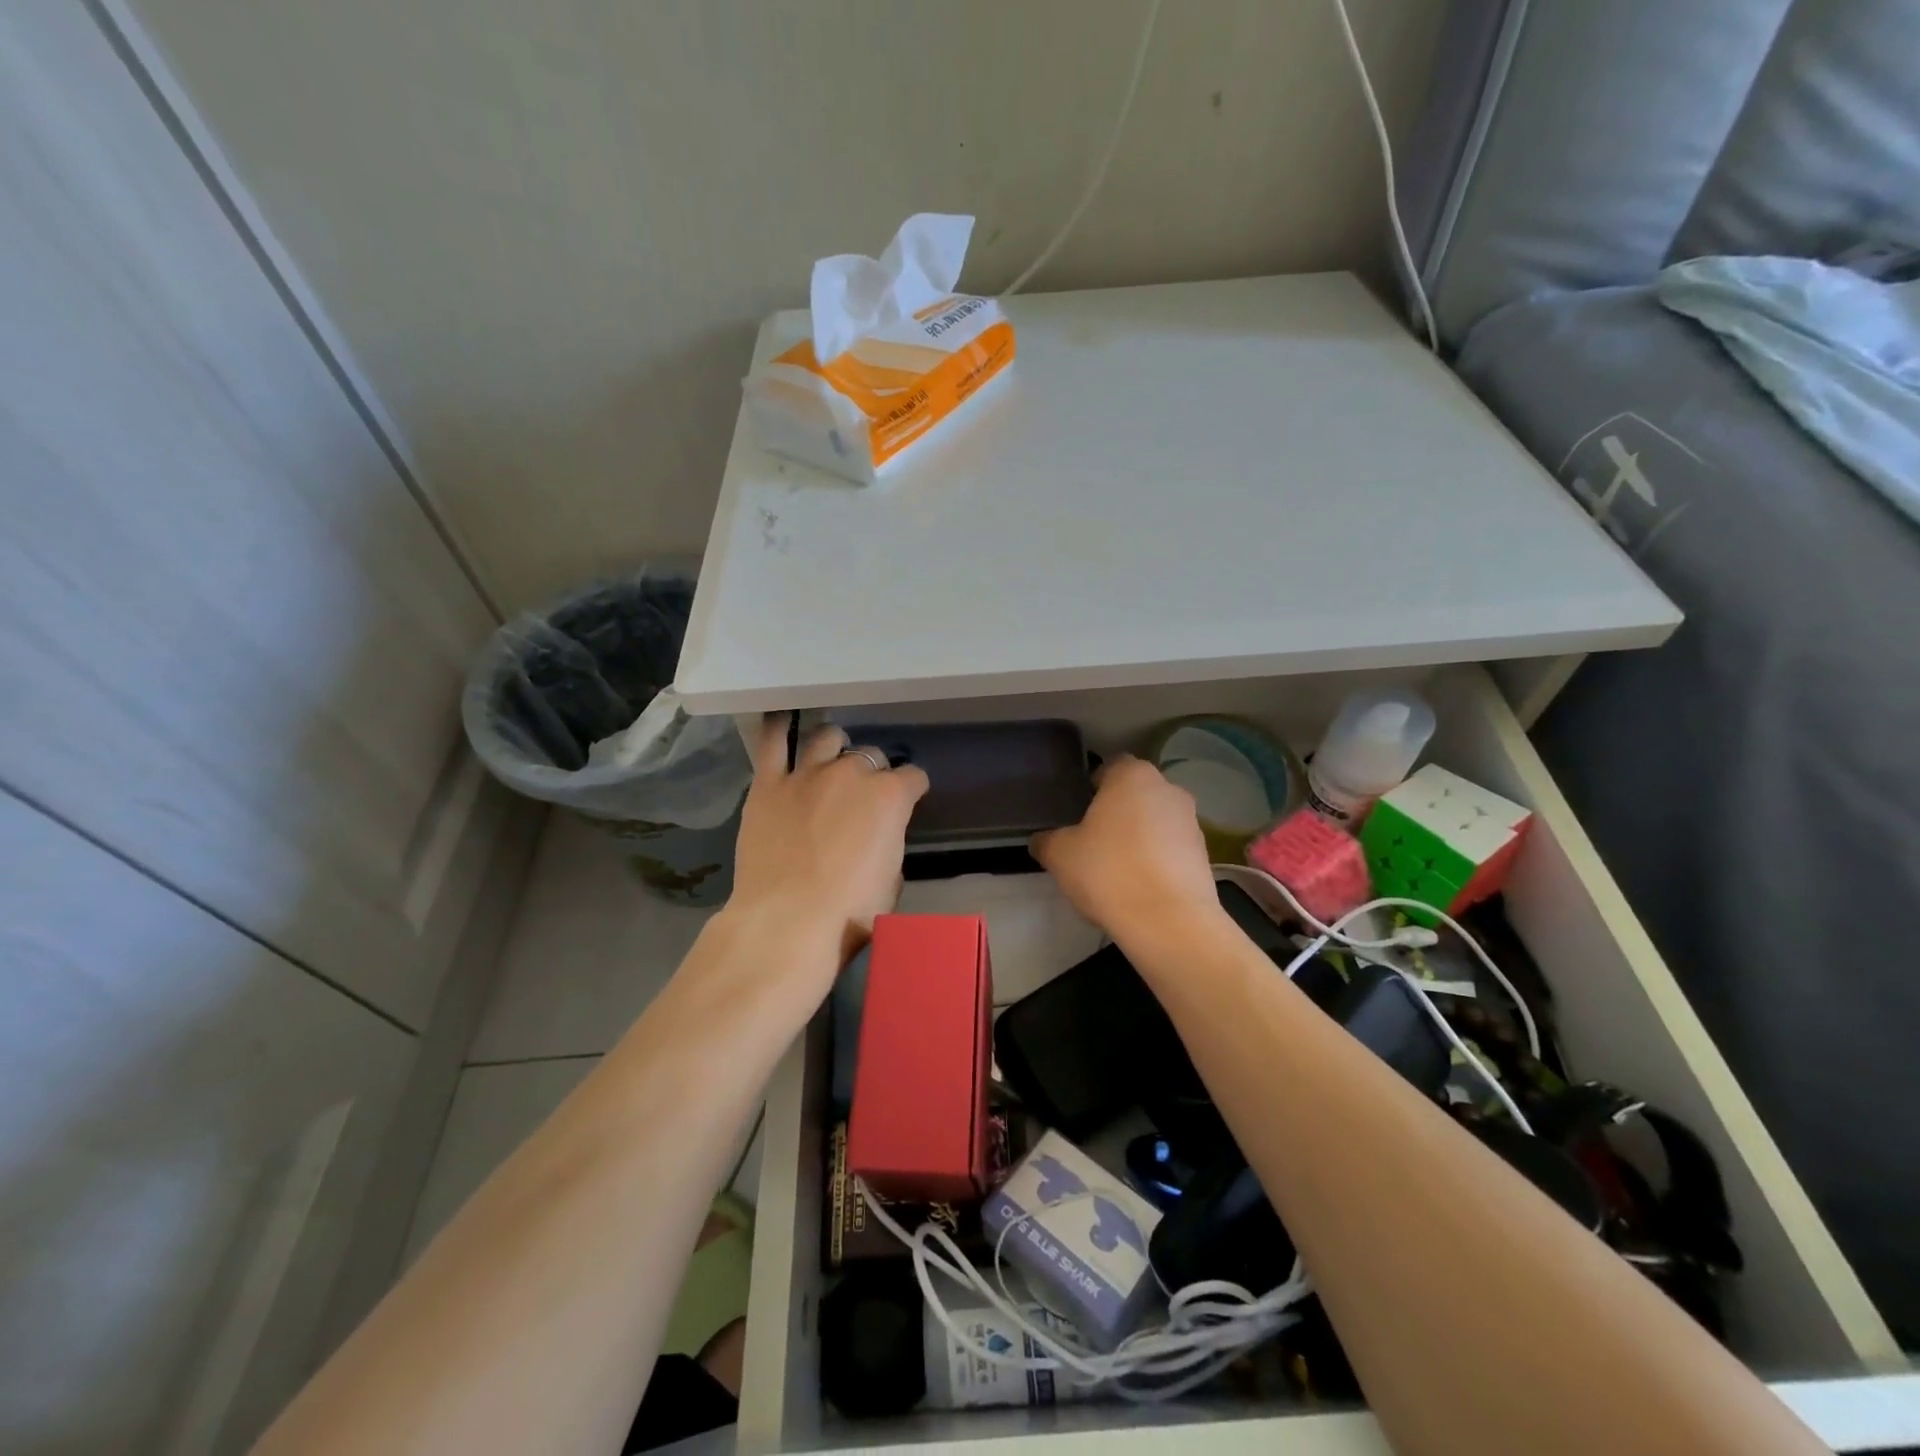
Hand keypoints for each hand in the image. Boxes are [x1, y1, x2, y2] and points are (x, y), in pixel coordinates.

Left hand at [728, 717, 929, 979]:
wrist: (789, 921)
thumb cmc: (851, 912)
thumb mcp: (892, 878)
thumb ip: (889, 841)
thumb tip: (877, 834)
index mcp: (890, 796)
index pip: (913, 777)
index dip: (912, 790)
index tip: (908, 801)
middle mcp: (852, 773)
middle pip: (871, 755)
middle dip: (872, 772)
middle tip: (862, 795)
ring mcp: (808, 774)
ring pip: (827, 738)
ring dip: (835, 748)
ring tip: (829, 762)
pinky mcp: (768, 783)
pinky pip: (772, 742)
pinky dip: (778, 728)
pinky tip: (781, 722)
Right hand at [1031, 755, 1220, 949]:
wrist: (1169, 922)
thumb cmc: (1109, 871)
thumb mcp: (1060, 855)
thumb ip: (1046, 840)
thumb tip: (1041, 840)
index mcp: (1132, 776)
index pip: (1109, 767)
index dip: (1091, 787)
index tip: (1077, 813)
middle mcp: (1167, 789)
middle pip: (1135, 794)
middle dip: (1116, 813)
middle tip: (1092, 841)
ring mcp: (1192, 822)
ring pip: (1155, 822)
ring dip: (1139, 838)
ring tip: (1116, 870)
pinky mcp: (1204, 855)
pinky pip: (1171, 850)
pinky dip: (1156, 861)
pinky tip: (1138, 887)